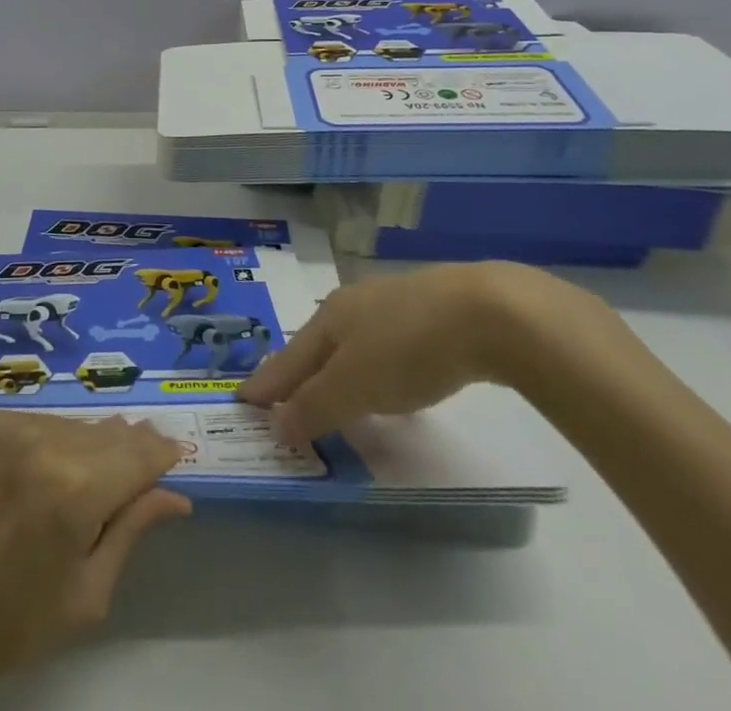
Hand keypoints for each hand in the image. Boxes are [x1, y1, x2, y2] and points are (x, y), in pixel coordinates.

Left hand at [0, 409, 191, 703]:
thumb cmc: (4, 624)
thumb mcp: (84, 598)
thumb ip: (131, 532)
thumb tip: (175, 495)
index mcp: (76, 490)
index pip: (141, 452)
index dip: (161, 454)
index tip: (172, 458)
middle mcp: (44, 440)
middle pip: (108, 432)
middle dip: (124, 451)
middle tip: (126, 476)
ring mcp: (6, 422)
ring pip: (70, 423)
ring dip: (82, 445)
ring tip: (72, 480)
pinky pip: (32, 419)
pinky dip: (43, 440)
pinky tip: (31, 474)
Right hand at [239, 261, 588, 442]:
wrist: (486, 312)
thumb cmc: (407, 348)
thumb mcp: (354, 385)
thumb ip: (315, 406)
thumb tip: (275, 425)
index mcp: (329, 317)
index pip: (289, 358)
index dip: (267, 383)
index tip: (244, 401)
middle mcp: (353, 305)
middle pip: (317, 346)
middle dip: (298, 373)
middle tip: (282, 400)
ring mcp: (392, 305)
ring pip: (352, 344)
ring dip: (337, 372)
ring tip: (332, 396)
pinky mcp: (429, 315)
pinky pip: (385, 347)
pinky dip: (373, 369)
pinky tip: (389, 383)